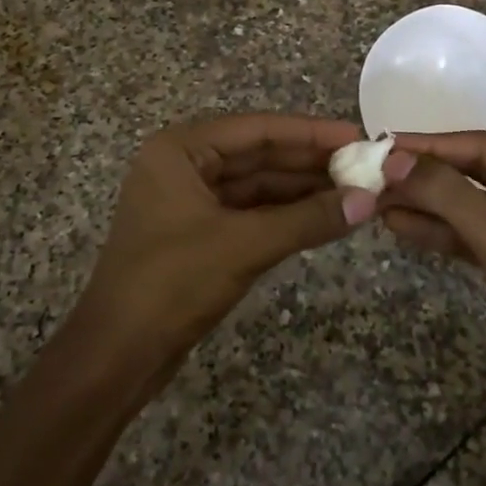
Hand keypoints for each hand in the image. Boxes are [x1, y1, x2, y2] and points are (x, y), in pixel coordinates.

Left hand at [80, 113, 381, 351]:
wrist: (116, 356)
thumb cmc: (172, 284)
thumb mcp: (244, 245)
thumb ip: (307, 219)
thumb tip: (369, 201)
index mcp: (181, 149)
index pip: (258, 129)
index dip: (311, 133)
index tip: (357, 136)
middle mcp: (184, 165)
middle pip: (259, 154)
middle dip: (310, 163)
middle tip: (365, 167)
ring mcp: (190, 200)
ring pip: (257, 185)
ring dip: (302, 190)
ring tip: (355, 191)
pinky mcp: (199, 233)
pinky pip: (250, 212)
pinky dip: (285, 215)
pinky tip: (323, 216)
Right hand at [381, 132, 485, 394]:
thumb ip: (447, 194)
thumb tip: (394, 159)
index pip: (483, 147)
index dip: (432, 145)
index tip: (384, 144)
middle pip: (473, 172)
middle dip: (425, 176)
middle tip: (374, 174)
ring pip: (466, 203)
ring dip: (424, 203)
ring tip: (376, 199)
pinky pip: (468, 232)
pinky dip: (436, 229)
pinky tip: (399, 224)